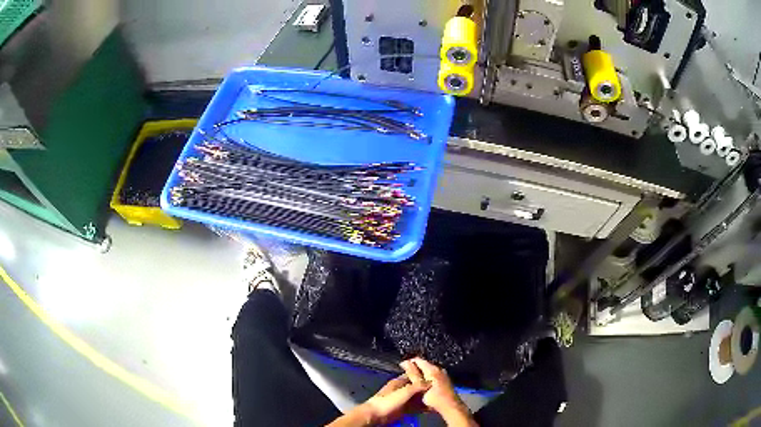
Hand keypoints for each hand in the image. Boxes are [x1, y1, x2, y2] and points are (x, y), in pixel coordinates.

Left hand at [327, 375, 428, 426]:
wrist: (375, 415)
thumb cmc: (386, 401)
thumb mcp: (404, 391)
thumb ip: (417, 386)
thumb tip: (430, 382)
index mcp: (399, 382)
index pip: (415, 376)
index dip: (424, 376)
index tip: (436, 378)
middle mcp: (401, 390)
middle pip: (417, 388)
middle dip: (427, 389)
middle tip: (439, 390)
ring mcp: (402, 400)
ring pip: (417, 398)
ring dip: (425, 399)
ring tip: (437, 399)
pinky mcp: (402, 410)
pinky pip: (415, 407)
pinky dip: (422, 407)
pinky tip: (429, 408)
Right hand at [400, 358, 477, 426]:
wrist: (450, 407)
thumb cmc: (434, 398)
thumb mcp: (420, 387)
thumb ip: (413, 374)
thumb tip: (405, 363)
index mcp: (432, 369)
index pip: (418, 360)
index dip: (408, 363)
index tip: (401, 368)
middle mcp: (439, 369)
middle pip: (423, 365)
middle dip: (414, 369)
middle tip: (405, 376)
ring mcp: (443, 375)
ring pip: (428, 371)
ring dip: (420, 375)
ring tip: (411, 382)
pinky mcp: (444, 381)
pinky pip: (432, 376)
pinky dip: (425, 379)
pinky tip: (421, 386)